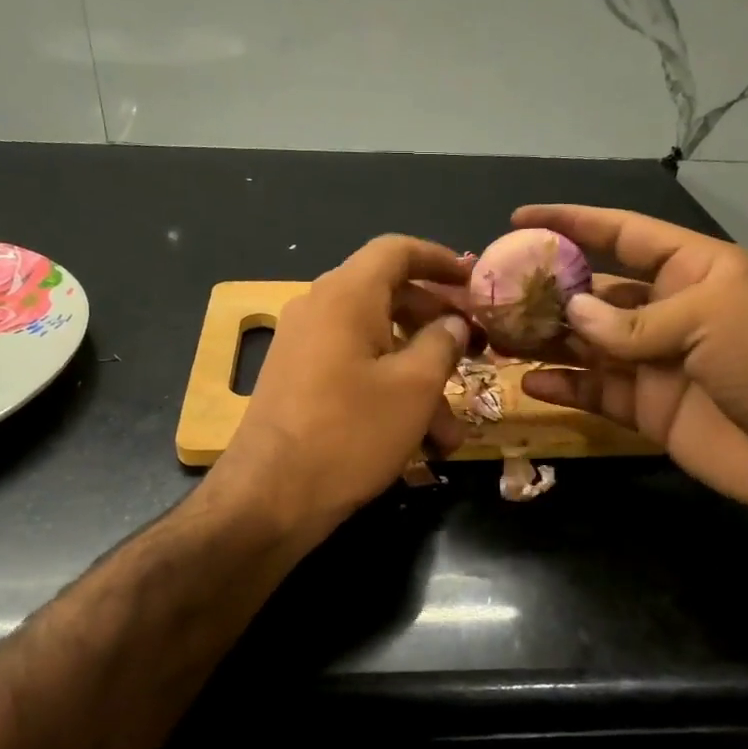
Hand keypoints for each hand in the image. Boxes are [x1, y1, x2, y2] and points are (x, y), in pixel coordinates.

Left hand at [209, 235, 474, 543]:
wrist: (270, 497)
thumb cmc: (350, 434)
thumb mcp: (414, 388)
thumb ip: (442, 344)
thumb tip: (454, 322)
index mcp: (346, 295)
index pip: (397, 251)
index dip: (440, 259)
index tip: (475, 280)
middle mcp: (320, 310)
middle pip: (390, 297)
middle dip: (438, 326)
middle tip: (477, 350)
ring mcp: (305, 348)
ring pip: (377, 345)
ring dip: (420, 379)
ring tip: (452, 430)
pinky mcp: (299, 383)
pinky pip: (355, 371)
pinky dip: (390, 393)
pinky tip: (419, 442)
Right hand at [515, 204, 747, 522]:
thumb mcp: (711, 318)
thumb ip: (635, 320)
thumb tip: (572, 315)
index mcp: (693, 270)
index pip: (623, 234)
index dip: (573, 222)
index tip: (521, 218)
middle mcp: (670, 311)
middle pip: (596, 292)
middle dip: (548, 289)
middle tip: (494, 290)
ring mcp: (657, 364)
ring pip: (588, 345)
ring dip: (546, 338)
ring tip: (497, 334)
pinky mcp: (649, 410)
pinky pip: (597, 393)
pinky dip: (564, 387)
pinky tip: (528, 380)